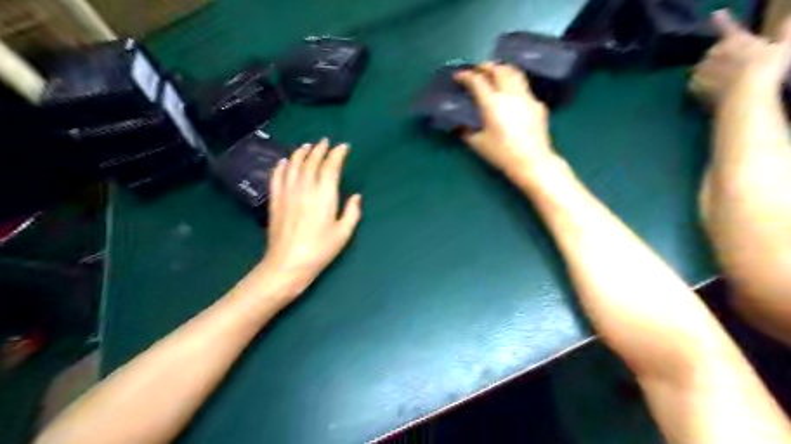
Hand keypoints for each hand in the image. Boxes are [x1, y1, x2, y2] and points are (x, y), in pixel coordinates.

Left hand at [257, 139, 360, 298]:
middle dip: (319, 149)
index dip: (337, 154)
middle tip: (325, 142)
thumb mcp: (343, 234)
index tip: (343, 147)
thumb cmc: (320, 250)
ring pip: (294, 165)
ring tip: (306, 146)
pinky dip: (282, 166)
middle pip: (311, 162)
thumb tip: (356, 196)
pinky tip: (285, 161)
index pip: (330, 167)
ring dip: (301, 153)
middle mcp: (305, 188)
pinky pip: (277, 176)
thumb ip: (352, 212)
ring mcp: (287, 193)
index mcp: (324, 196)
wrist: (288, 264)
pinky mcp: (275, 200)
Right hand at [455, 62, 550, 176]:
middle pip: (499, 70)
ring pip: (515, 73)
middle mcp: (510, 95)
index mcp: (493, 104)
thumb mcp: (478, 144)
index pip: (477, 81)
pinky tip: (512, 95)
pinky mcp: (538, 105)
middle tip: (477, 69)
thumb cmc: (502, 155)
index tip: (458, 75)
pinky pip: (525, 88)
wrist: (533, 162)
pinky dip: (515, 85)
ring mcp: (527, 97)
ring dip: (503, 69)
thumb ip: (466, 131)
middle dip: (486, 66)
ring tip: (495, 73)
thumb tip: (460, 125)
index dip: (466, 75)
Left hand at [691, 11, 790, 103]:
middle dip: (722, 58)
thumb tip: (790, 16)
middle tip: (735, 70)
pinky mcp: (692, 84)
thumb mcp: (783, 47)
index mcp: (735, 39)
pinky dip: (702, 86)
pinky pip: (695, 83)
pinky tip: (714, 91)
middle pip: (715, 52)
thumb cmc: (766, 68)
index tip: (715, 13)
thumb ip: (785, 31)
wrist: (743, 94)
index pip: (727, 27)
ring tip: (725, 82)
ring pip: (704, 68)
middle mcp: (714, 50)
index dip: (722, 20)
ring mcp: (701, 67)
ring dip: (711, 72)